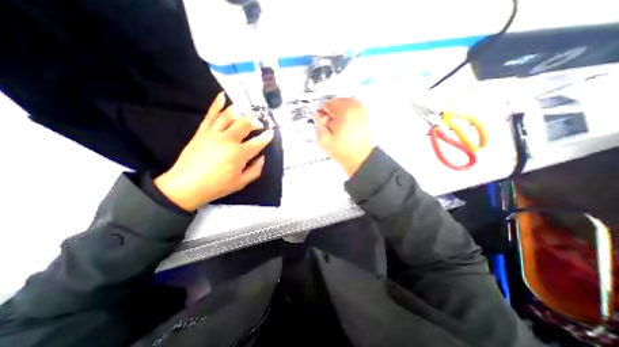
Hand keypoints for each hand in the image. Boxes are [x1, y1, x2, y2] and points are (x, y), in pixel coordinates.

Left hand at [153, 92, 272, 211]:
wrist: (185, 186)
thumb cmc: (216, 186)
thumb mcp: (241, 183)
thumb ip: (255, 170)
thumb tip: (262, 158)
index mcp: (239, 154)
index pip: (258, 142)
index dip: (267, 137)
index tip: (271, 133)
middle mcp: (228, 140)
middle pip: (245, 124)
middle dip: (255, 121)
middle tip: (259, 123)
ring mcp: (213, 134)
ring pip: (229, 116)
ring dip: (240, 111)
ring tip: (246, 109)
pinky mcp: (201, 132)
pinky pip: (210, 115)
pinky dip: (216, 105)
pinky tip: (222, 96)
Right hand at [314, 98, 371, 177]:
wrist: (358, 158)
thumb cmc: (344, 150)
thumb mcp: (323, 139)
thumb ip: (317, 123)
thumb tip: (317, 114)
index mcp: (344, 111)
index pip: (327, 103)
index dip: (322, 112)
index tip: (322, 119)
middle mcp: (355, 107)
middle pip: (336, 101)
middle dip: (331, 111)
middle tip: (330, 124)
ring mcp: (362, 110)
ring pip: (345, 103)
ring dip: (339, 112)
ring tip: (338, 126)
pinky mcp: (366, 115)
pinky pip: (353, 108)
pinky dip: (347, 113)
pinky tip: (345, 125)